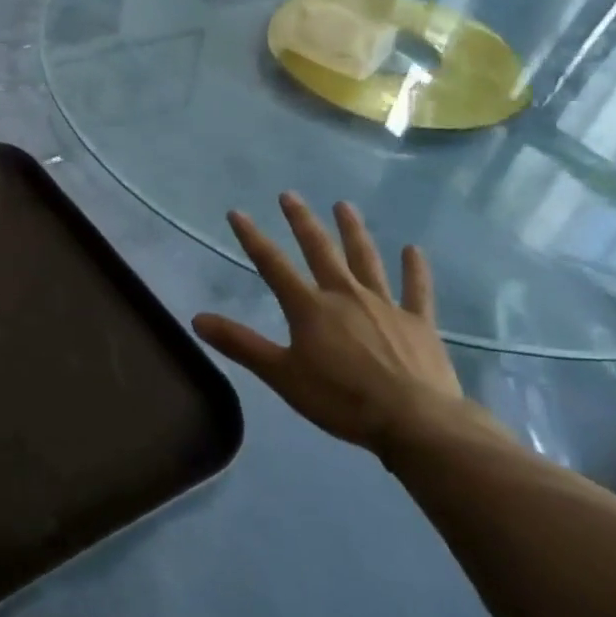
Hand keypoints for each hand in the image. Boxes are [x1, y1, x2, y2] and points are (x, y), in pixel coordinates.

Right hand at [192, 193, 463, 453]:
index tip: (237, 213)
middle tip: (290, 195)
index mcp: (310, 307)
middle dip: (302, 222)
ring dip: (353, 231)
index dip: (252, 237)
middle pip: (320, 250)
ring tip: (344, 205)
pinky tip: (413, 250)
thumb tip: (197, 318)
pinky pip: (416, 290)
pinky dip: (414, 269)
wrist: (414, 421)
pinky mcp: (418, 322)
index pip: (272, 264)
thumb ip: (240, 344)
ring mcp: (385, 305)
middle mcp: (345, 295)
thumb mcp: (281, 375)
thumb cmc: (340, 399)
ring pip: (366, 260)